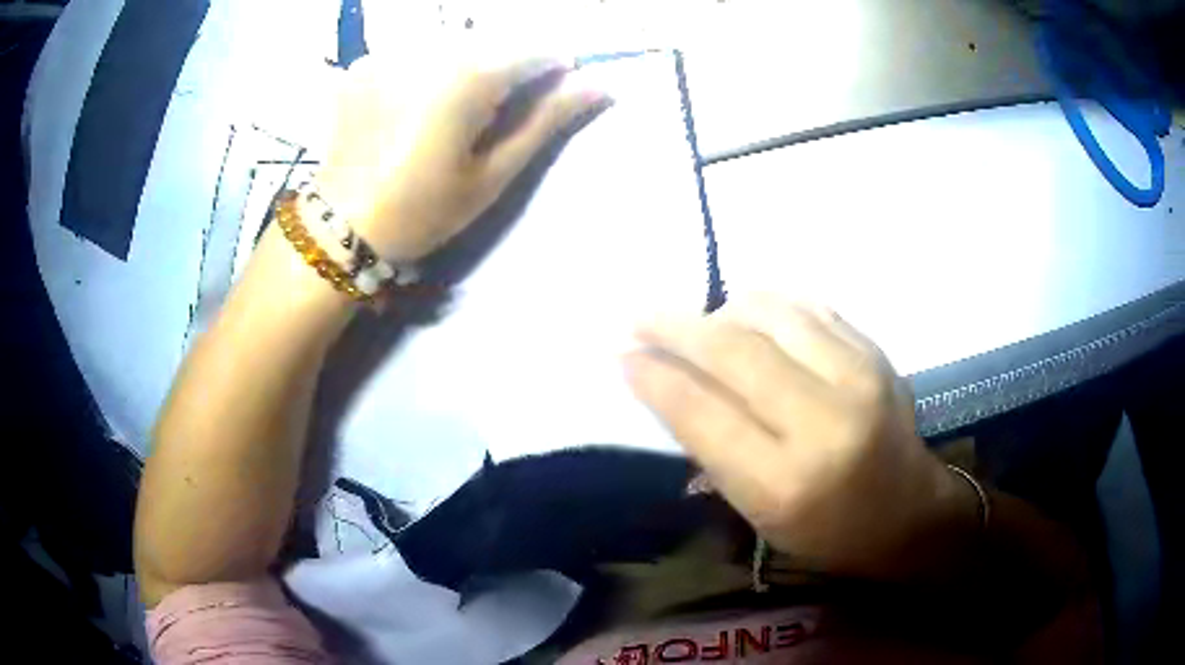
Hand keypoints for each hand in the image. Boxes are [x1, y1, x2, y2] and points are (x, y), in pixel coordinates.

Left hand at [318, 51, 608, 261]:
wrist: (340, 229)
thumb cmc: (423, 210)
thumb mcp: (492, 174)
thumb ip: (546, 121)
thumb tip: (598, 85)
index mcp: (469, 76)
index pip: (536, 50)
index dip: (552, 70)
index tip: (549, 96)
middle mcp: (430, 49)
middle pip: (492, 42)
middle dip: (505, 67)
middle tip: (492, 114)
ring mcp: (390, 52)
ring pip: (451, 42)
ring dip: (465, 64)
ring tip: (450, 110)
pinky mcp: (363, 64)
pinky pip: (411, 51)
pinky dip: (423, 68)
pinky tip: (410, 104)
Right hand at [626, 296, 972, 578]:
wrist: (908, 511)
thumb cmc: (825, 530)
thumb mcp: (757, 512)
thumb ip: (710, 447)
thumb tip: (663, 383)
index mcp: (785, 482)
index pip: (702, 411)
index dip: (654, 376)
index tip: (621, 354)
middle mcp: (824, 422)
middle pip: (732, 349)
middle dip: (674, 327)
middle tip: (639, 317)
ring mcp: (858, 376)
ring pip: (769, 313)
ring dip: (720, 310)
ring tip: (699, 323)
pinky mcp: (875, 351)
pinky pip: (806, 306)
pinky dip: (767, 305)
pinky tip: (749, 316)